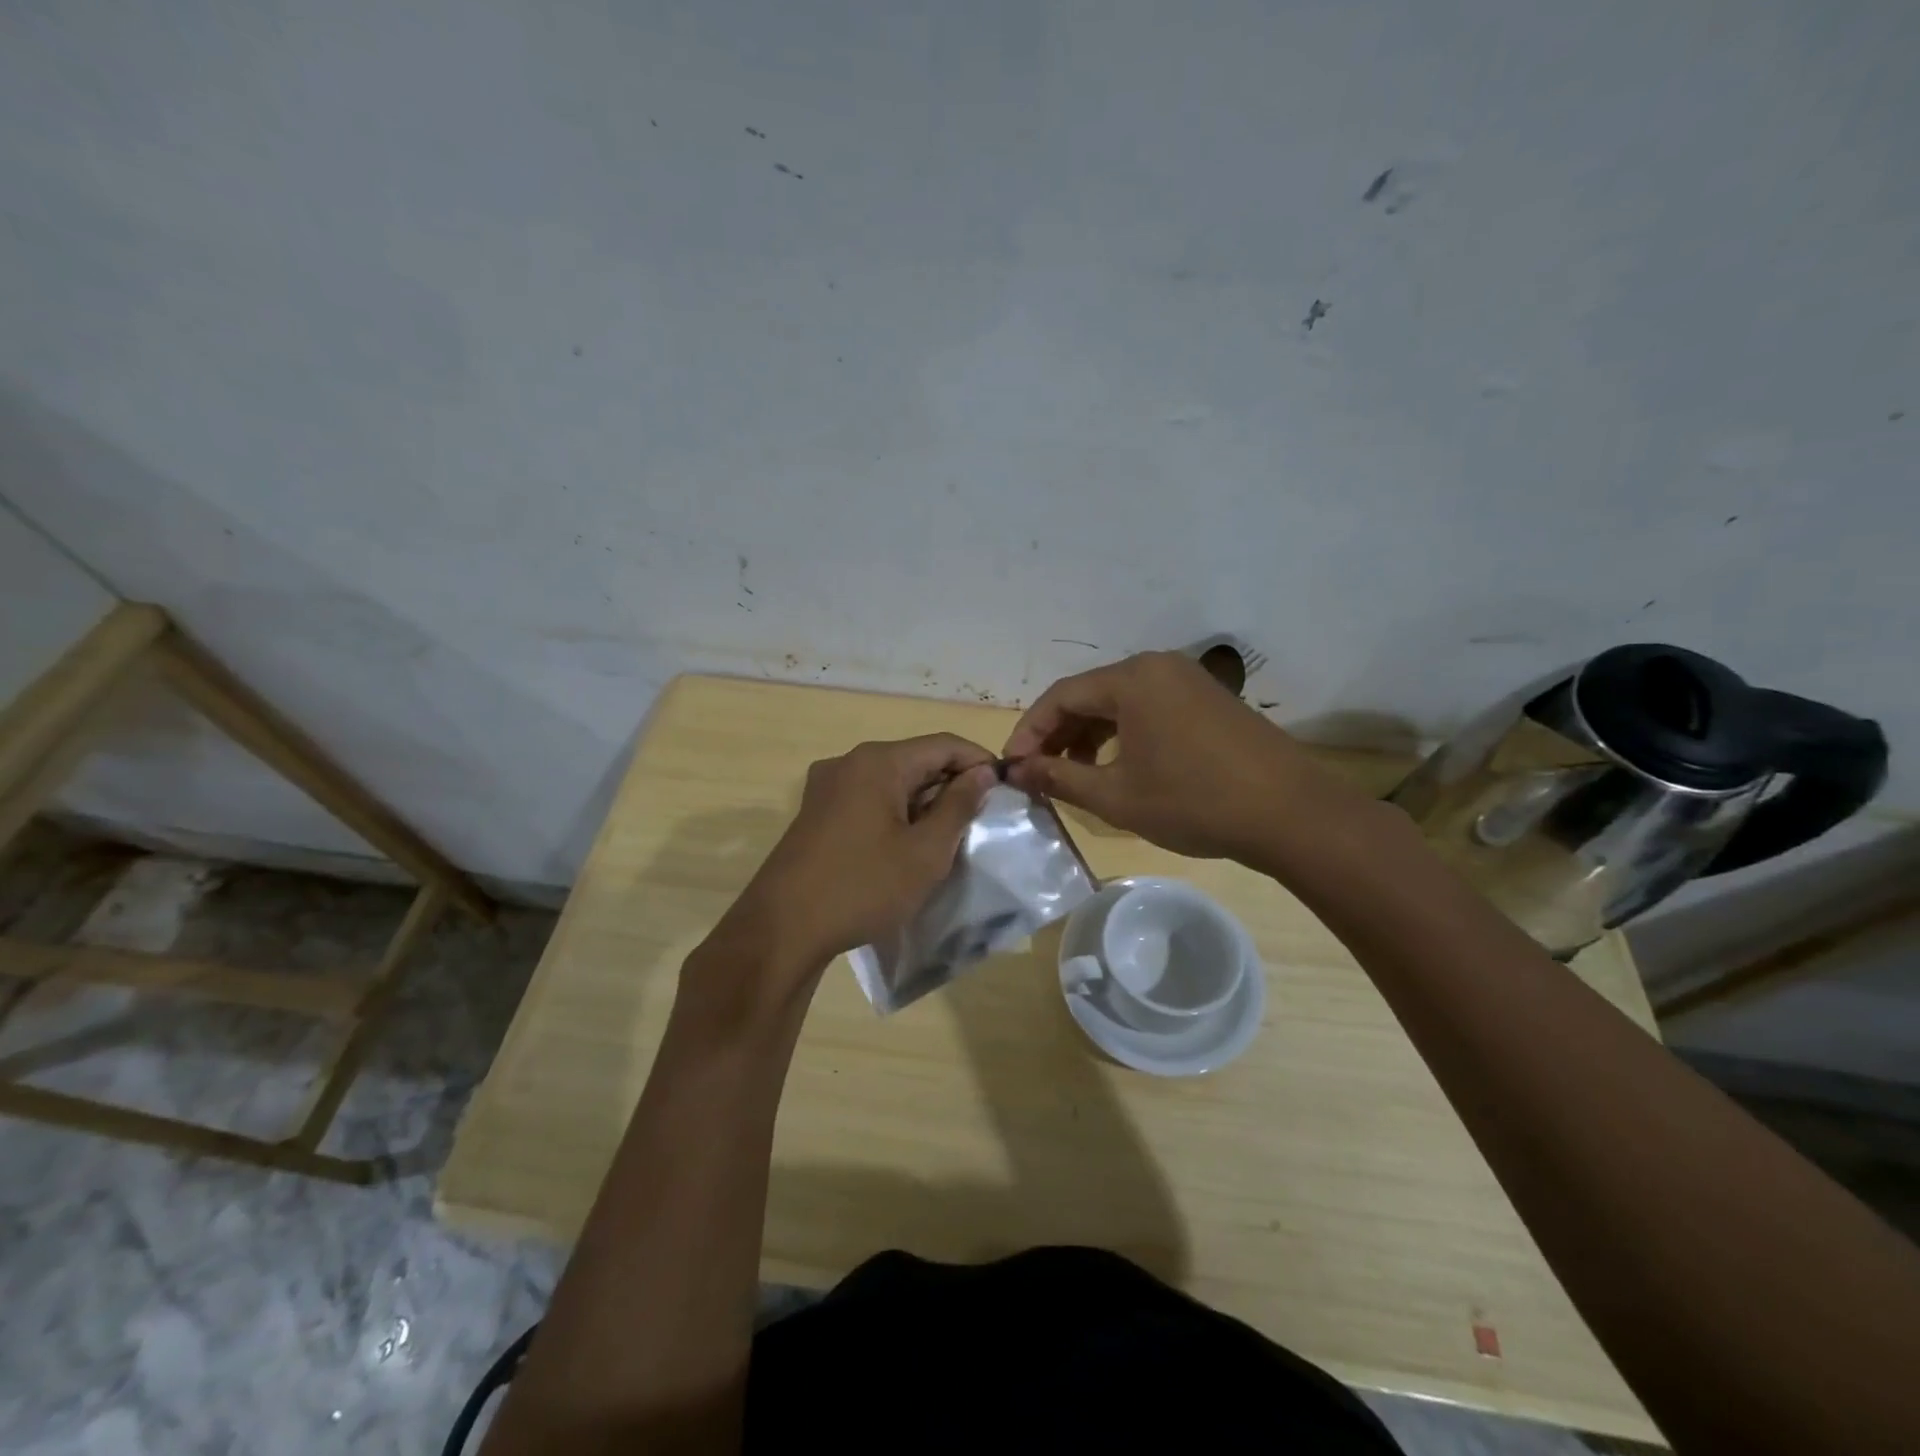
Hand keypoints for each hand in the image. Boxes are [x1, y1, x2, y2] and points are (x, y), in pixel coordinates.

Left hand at [689, 735, 997, 1023]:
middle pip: (916, 759)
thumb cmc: (863, 887)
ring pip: (891, 781)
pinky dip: (896, 812)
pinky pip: (868, 799)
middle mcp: (849, 762)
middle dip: (951, 784)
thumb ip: (959, 806)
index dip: (979, 762)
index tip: (1006, 790)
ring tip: (949, 836)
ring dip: (924, 801)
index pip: (944, 744)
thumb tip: (982, 772)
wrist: (782, 929)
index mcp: (878, 761)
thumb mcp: (926, 852)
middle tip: (981, 820)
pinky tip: (907, 844)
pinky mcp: (815, 812)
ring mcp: (827, 786)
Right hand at [1004, 651, 1356, 863]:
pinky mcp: (1207, 700)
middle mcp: (1157, 667)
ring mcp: (1187, 681)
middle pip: (1089, 694)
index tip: (1012, 767)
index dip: (1030, 732)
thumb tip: (1018, 772)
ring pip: (1119, 703)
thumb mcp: (1117, 796)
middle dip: (1058, 734)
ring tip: (1073, 776)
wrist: (1290, 813)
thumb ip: (1060, 779)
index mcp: (1132, 679)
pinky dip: (1122, 735)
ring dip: (1088, 736)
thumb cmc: (1194, 802)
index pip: (1061, 696)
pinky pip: (1148, 709)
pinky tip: (1117, 767)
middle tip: (1038, 774)